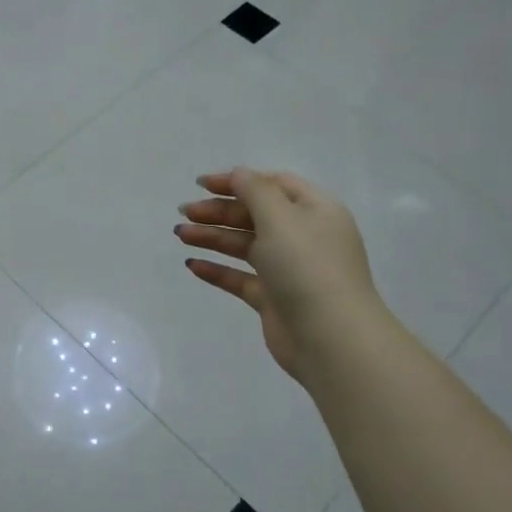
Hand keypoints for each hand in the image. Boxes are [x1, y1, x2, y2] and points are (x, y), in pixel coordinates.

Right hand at [174, 167, 379, 379]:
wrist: (330, 337)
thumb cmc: (307, 267)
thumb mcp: (280, 218)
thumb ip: (254, 191)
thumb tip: (238, 174)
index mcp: (315, 210)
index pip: (273, 185)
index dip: (238, 181)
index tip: (202, 184)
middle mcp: (304, 236)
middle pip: (255, 215)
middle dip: (219, 211)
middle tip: (185, 212)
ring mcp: (289, 270)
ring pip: (245, 246)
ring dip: (213, 237)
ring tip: (180, 235)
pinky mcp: (274, 299)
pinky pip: (241, 278)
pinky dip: (218, 270)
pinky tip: (192, 265)